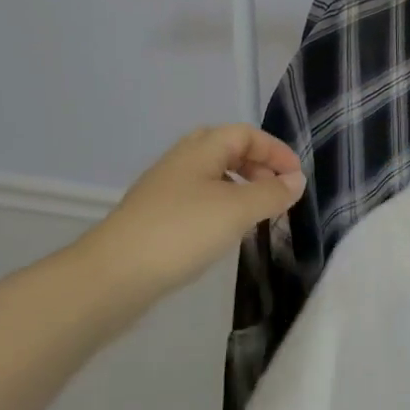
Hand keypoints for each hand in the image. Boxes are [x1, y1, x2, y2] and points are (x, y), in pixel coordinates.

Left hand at [81, 126, 305, 297]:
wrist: (112, 275)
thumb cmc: (182, 231)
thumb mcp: (237, 209)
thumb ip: (271, 193)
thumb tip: (296, 180)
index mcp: (202, 148)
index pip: (247, 134)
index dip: (275, 151)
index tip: (297, 177)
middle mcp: (181, 160)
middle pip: (227, 149)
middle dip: (257, 165)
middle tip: (277, 191)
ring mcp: (164, 188)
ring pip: (211, 175)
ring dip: (240, 186)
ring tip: (256, 213)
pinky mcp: (155, 216)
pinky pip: (198, 198)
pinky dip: (221, 205)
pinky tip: (225, 231)